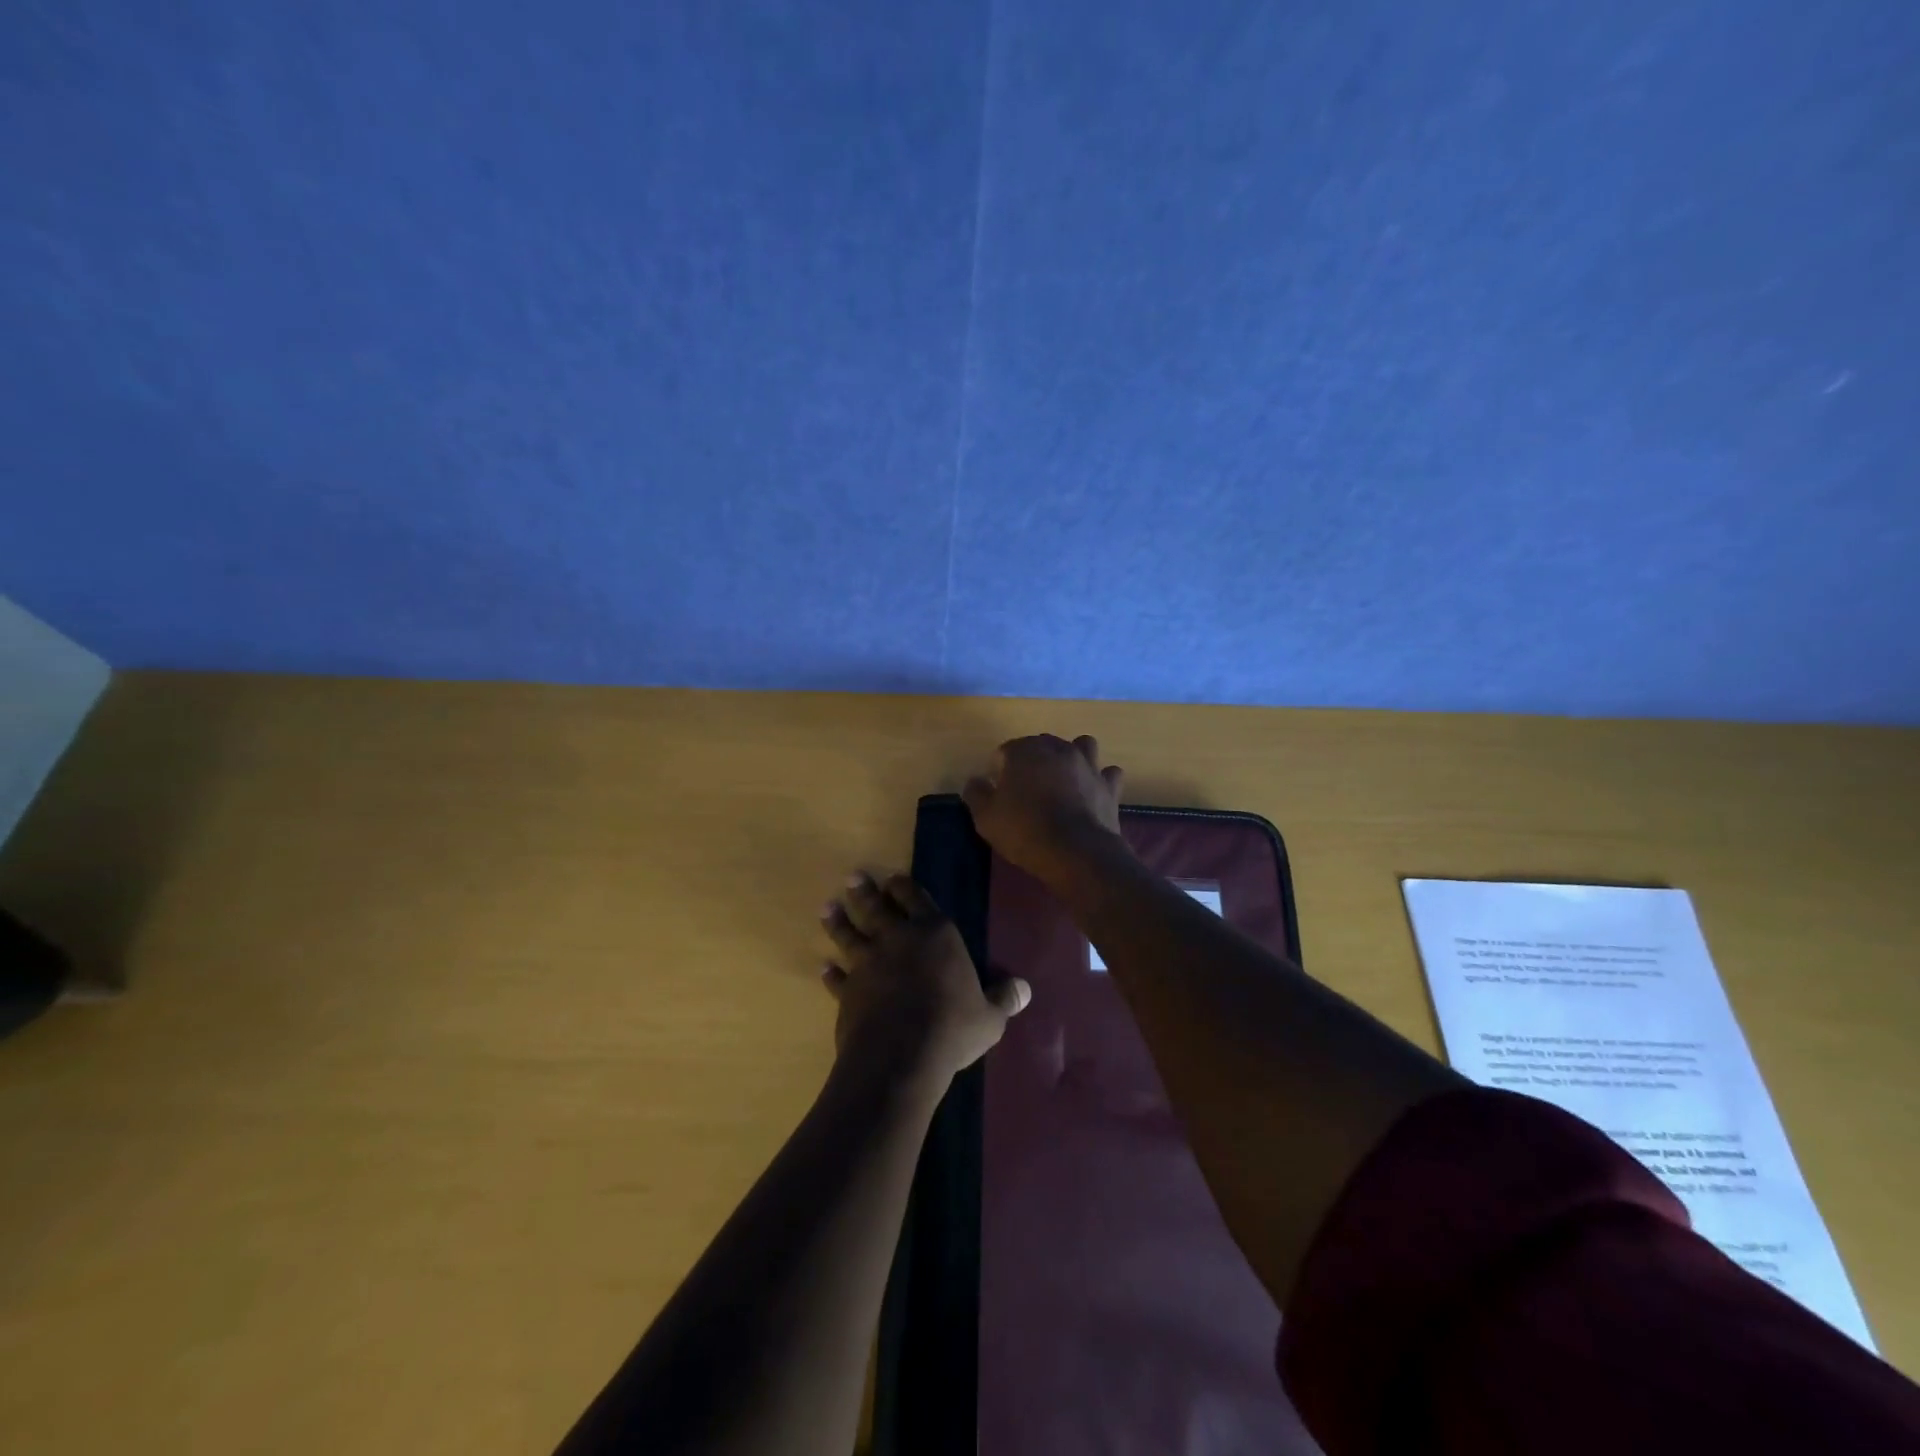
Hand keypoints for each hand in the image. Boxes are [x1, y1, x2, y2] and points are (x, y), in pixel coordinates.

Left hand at [820, 872, 1029, 1085]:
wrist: (899, 1055)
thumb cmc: (952, 1027)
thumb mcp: (989, 1017)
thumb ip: (1004, 999)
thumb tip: (1025, 989)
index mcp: (935, 934)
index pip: (917, 899)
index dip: (904, 887)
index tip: (893, 878)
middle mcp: (898, 939)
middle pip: (877, 908)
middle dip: (865, 892)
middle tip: (853, 878)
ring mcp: (868, 963)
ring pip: (850, 935)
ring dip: (839, 922)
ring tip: (828, 908)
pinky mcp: (848, 991)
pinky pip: (837, 977)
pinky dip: (830, 972)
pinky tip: (824, 967)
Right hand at [962, 734, 1127, 886]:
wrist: (1076, 852)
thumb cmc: (1025, 831)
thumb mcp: (986, 817)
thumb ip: (976, 793)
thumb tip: (976, 781)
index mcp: (1025, 751)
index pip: (1006, 751)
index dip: (999, 770)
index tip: (998, 792)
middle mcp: (1058, 749)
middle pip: (1042, 745)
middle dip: (1033, 760)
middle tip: (1026, 789)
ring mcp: (1088, 764)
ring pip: (1081, 746)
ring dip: (1072, 757)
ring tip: (1064, 779)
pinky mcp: (1109, 785)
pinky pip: (1107, 773)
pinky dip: (1100, 779)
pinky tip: (1092, 792)